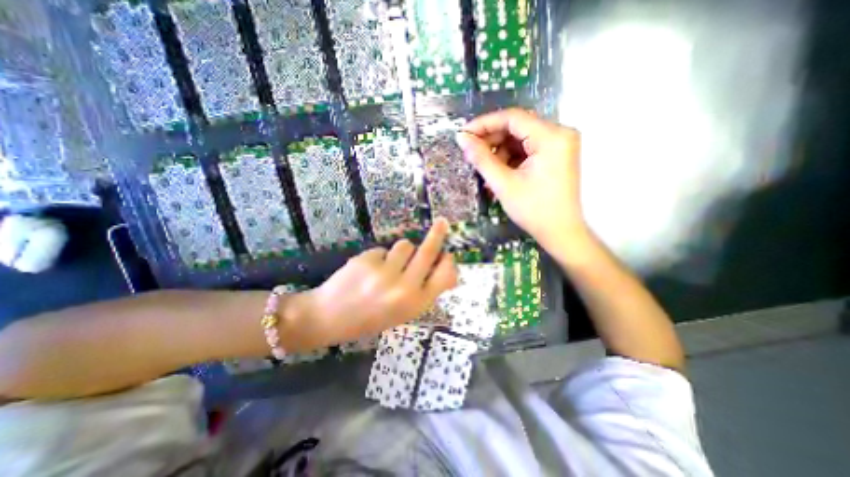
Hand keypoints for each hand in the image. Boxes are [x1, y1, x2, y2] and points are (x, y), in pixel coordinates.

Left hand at [292, 218, 457, 348]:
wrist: (330, 317)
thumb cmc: (371, 318)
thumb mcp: (403, 312)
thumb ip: (424, 291)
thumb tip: (443, 267)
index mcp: (415, 304)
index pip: (444, 276)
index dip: (448, 263)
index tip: (447, 254)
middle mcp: (403, 288)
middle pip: (428, 252)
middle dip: (437, 234)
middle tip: (442, 222)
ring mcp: (384, 273)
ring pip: (405, 245)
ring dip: (402, 251)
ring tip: (388, 265)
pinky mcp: (367, 260)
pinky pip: (383, 249)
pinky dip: (381, 257)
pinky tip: (369, 270)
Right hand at [455, 109, 589, 249]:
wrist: (560, 233)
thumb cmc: (533, 210)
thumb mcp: (503, 183)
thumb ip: (481, 158)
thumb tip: (462, 139)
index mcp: (551, 137)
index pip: (513, 118)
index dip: (484, 123)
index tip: (464, 134)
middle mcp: (560, 134)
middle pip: (517, 127)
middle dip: (492, 141)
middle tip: (471, 154)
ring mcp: (559, 145)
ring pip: (520, 139)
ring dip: (500, 152)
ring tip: (486, 171)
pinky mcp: (556, 155)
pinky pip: (527, 149)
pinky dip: (511, 159)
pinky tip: (499, 173)